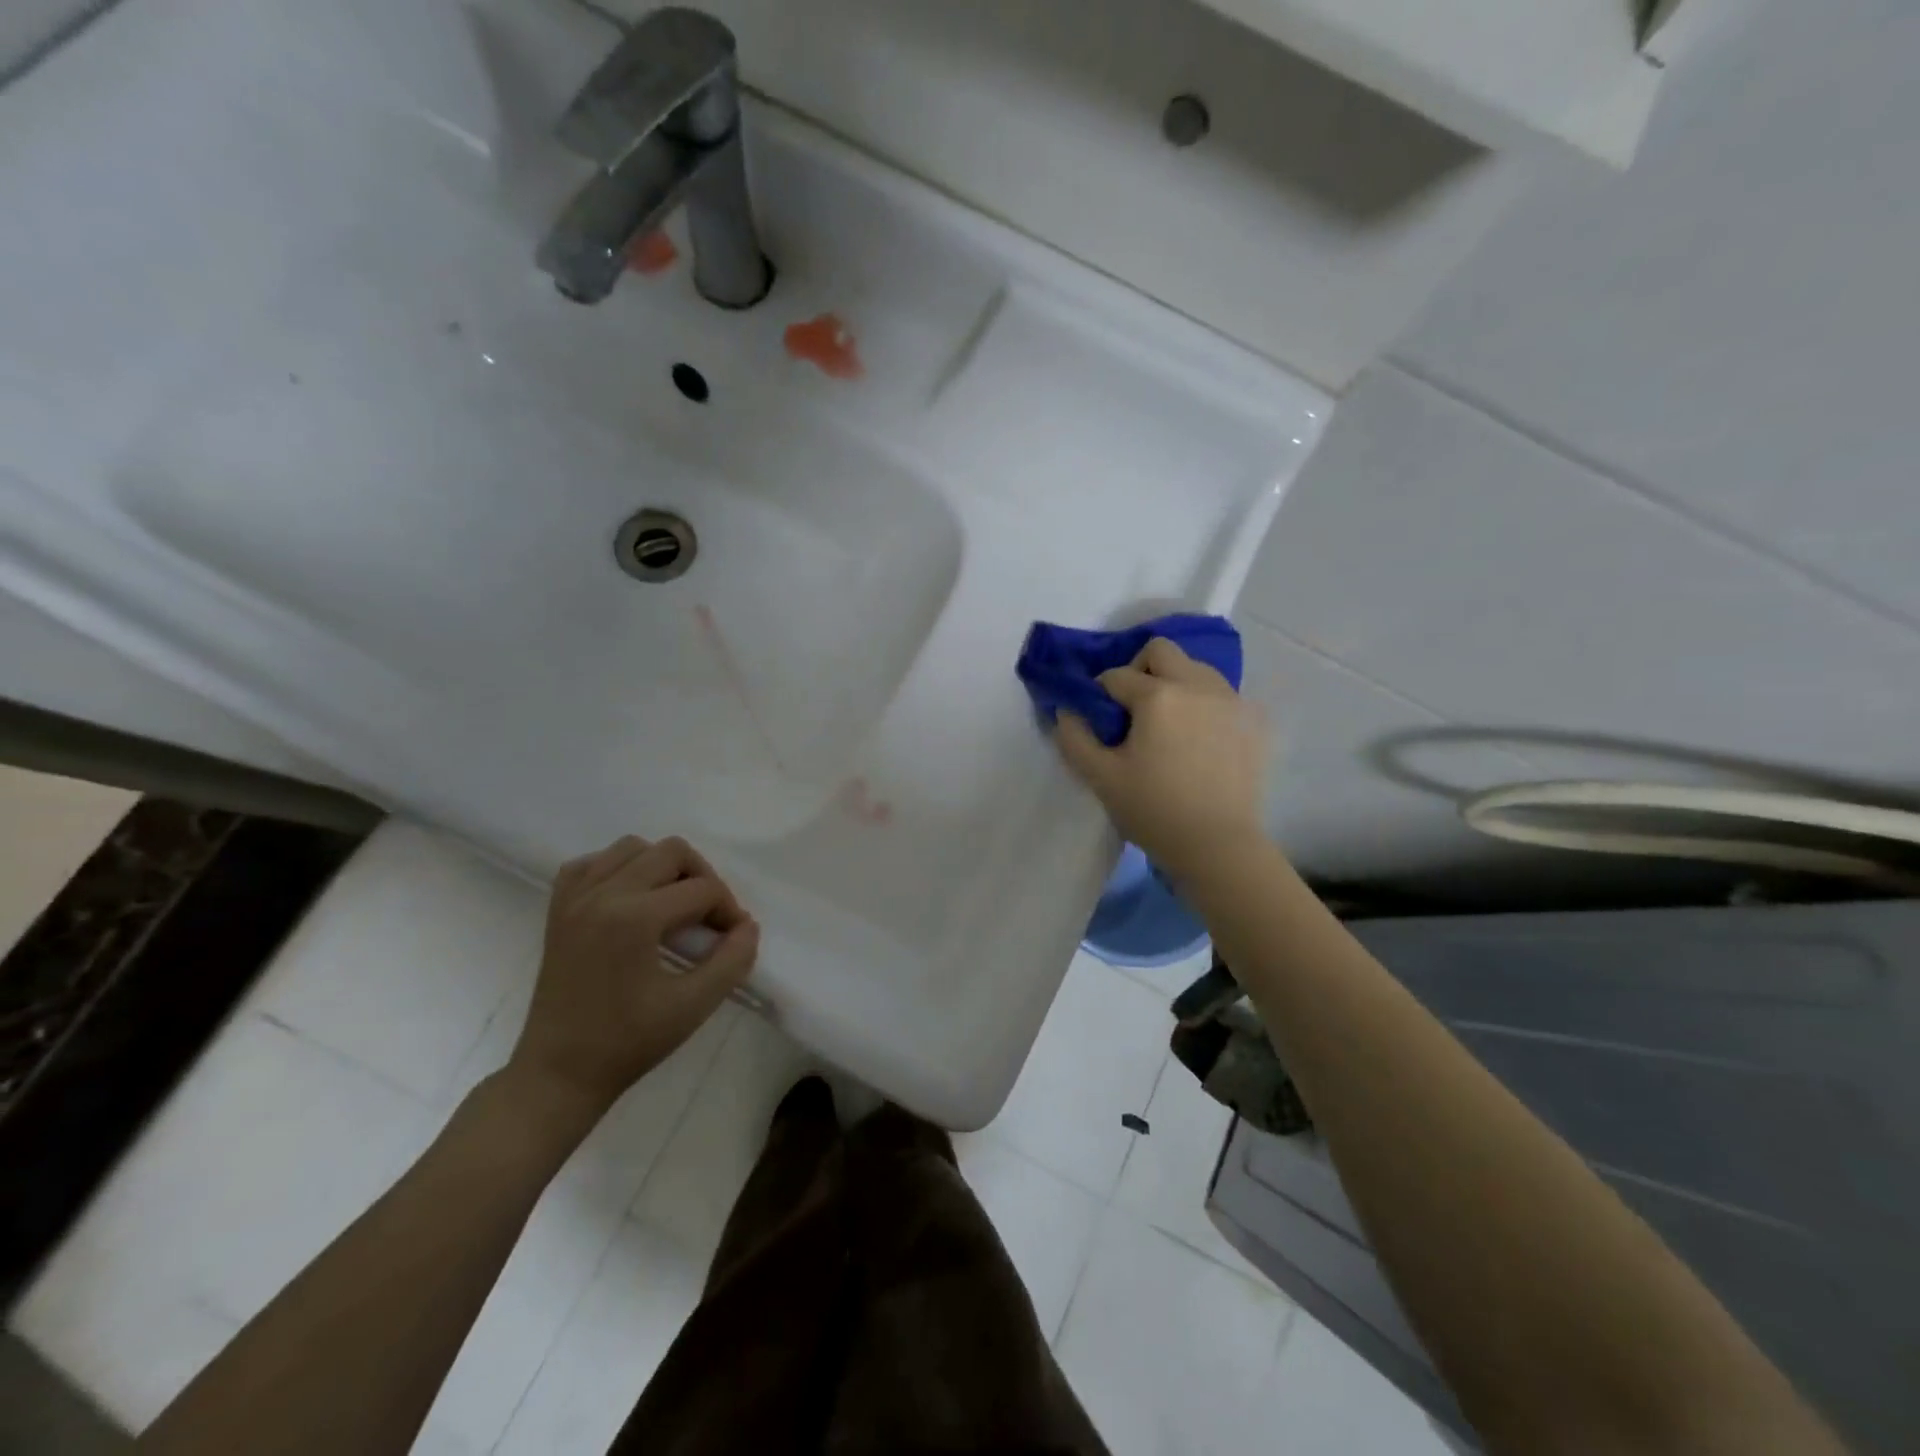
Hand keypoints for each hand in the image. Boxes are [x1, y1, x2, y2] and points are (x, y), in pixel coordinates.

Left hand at [508, 835, 758, 1115]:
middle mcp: (602, 894)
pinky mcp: (558, 909)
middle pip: (671, 852)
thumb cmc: (627, 1044)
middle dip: (702, 879)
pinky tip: (632, 900)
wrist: (558, 1074)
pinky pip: (593, 863)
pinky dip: (619, 870)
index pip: (702, 889)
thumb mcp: (693, 1007)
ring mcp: (575, 898)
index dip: (728, 911)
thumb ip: (732, 961)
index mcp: (634, 917)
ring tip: (673, 906)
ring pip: (633, 847)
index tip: (734, 940)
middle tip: (709, 918)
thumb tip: (747, 927)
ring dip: (663, 868)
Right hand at [1054, 637, 1270, 880]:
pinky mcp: (1253, 720)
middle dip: (1138, 670)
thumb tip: (1067, 710)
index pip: (1115, 676)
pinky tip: (1198, 738)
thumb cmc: (1153, 812)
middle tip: (1132, 710)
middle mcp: (1198, 685)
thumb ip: (1074, 737)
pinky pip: (1221, 693)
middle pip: (1161, 651)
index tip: (1099, 721)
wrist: (1218, 846)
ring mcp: (1231, 700)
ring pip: (1195, 668)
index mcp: (1158, 696)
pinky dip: (1202, 703)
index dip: (1098, 695)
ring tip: (1167, 724)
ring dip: (1173, 683)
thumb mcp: (1100, 778)